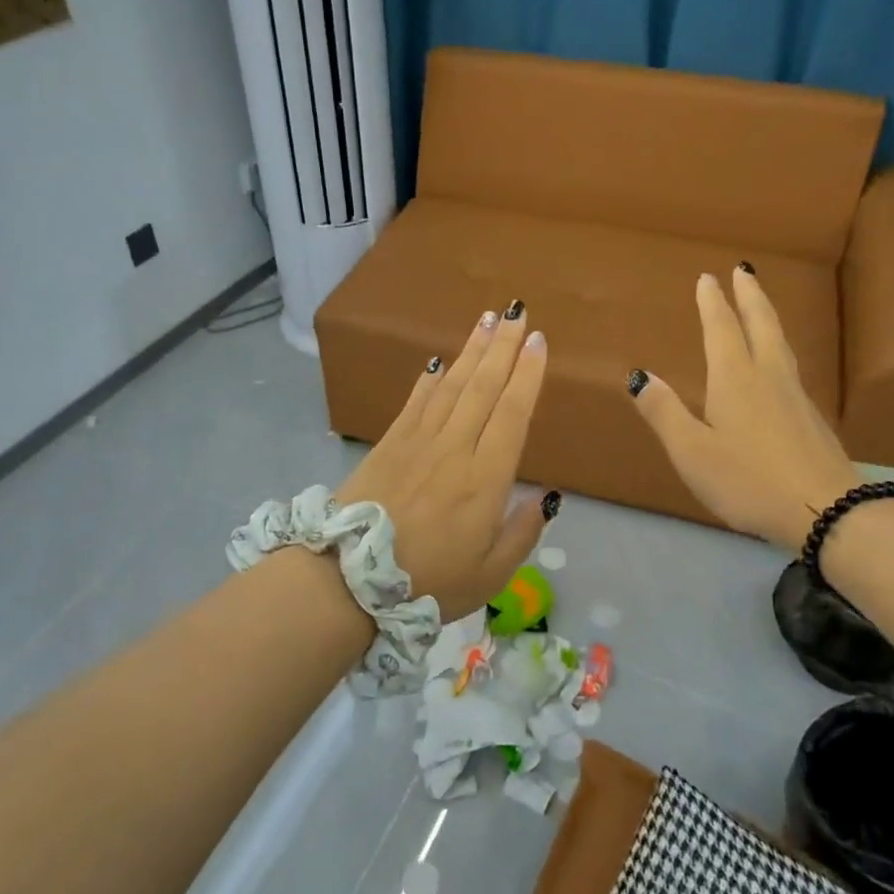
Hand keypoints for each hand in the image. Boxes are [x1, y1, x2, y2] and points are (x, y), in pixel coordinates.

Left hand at [335, 302, 555, 618]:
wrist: (346, 581)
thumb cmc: (426, 583)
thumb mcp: (490, 576)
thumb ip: (522, 534)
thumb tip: (547, 497)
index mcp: (485, 479)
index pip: (512, 413)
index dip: (527, 374)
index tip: (537, 341)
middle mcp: (454, 449)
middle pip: (483, 387)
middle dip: (502, 346)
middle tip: (516, 310)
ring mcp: (417, 442)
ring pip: (451, 385)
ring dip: (470, 350)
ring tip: (486, 320)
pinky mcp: (389, 445)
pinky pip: (415, 402)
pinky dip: (430, 379)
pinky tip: (438, 361)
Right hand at [629, 269, 857, 551]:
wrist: (827, 510)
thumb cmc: (748, 480)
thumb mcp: (692, 452)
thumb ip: (665, 412)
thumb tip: (639, 375)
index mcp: (735, 379)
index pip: (722, 329)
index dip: (713, 302)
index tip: (708, 277)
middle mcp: (768, 377)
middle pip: (761, 324)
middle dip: (750, 295)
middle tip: (744, 270)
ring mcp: (795, 396)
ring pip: (781, 343)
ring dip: (767, 317)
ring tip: (760, 306)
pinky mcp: (812, 417)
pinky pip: (790, 366)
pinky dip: (779, 347)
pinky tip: (777, 364)